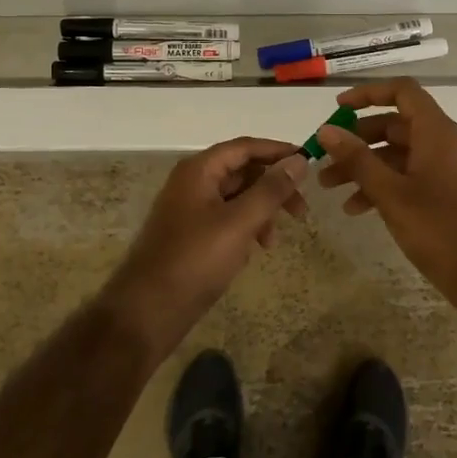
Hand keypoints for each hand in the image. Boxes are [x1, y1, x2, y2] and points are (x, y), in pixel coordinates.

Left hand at [101, 138, 309, 360]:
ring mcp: (189, 209)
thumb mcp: (239, 222)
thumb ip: (271, 190)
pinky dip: (245, 228)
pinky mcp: (191, 235)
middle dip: (273, 186)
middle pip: (241, 171)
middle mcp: (192, 182)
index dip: (277, 151)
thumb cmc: (195, 259)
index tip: (309, 163)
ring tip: (273, 241)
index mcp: (199, 170)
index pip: (245, 147)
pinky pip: (226, 219)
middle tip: (301, 210)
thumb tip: (299, 161)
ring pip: (236, 197)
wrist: (148, 310)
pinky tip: (253, 251)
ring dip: (261, 211)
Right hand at [314, 79, 456, 296]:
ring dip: (364, 166)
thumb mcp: (390, 193)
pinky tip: (356, 209)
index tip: (338, 109)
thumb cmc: (439, 229)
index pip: (402, 91)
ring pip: (397, 154)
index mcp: (435, 132)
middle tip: (324, 159)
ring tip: (330, 188)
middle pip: (394, 125)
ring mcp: (446, 168)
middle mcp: (443, 142)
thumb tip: (326, 130)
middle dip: (356, 140)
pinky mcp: (446, 193)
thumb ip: (357, 159)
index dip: (368, 94)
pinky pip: (408, 176)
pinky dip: (382, 185)